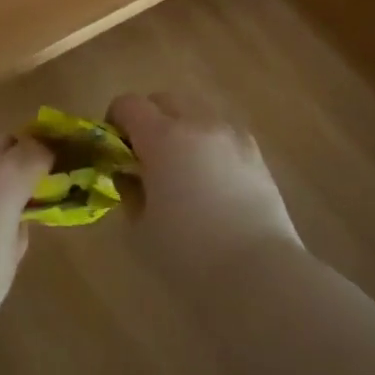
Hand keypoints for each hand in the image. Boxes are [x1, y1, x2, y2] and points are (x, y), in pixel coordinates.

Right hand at [110, 92, 303, 285]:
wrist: (259, 274)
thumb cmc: (189, 254)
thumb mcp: (140, 229)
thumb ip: (129, 192)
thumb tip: (130, 176)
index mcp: (161, 137)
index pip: (128, 104)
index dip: (115, 120)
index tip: (115, 148)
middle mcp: (196, 123)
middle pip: (164, 99)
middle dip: (150, 119)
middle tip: (146, 156)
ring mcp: (231, 135)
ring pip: (197, 112)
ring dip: (182, 128)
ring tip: (183, 167)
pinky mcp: (256, 153)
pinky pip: (224, 133)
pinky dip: (210, 144)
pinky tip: (213, 179)